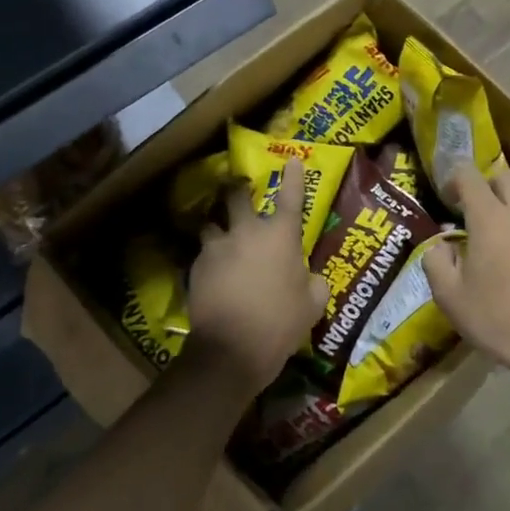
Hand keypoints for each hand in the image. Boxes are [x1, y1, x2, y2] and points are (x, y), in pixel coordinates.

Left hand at [184, 158, 329, 397]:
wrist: (231, 350)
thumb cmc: (281, 322)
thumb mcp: (312, 304)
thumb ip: (313, 283)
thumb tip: (309, 277)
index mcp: (280, 236)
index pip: (291, 198)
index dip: (294, 177)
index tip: (293, 161)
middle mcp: (246, 232)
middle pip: (236, 196)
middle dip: (237, 189)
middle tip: (238, 189)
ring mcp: (217, 247)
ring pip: (212, 224)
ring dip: (217, 228)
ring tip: (219, 239)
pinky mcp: (196, 267)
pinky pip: (202, 255)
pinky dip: (209, 261)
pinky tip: (212, 276)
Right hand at [423, 166, 509, 386]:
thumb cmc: (498, 320)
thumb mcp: (450, 298)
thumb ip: (436, 262)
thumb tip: (440, 245)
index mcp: (491, 219)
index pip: (470, 176)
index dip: (455, 179)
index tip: (448, 200)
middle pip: (507, 178)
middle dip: (489, 187)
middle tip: (477, 214)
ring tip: (502, 241)